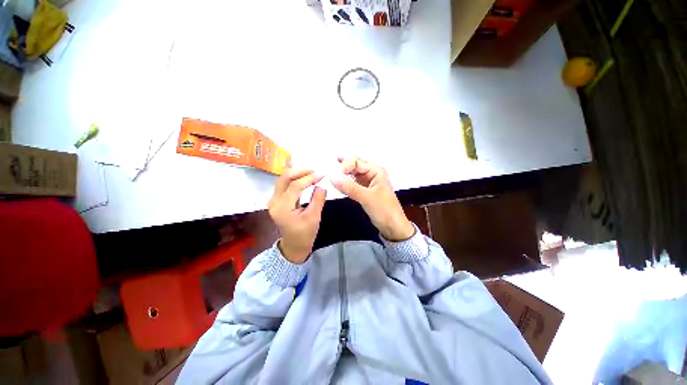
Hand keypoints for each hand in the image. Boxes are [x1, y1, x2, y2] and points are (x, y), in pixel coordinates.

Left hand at [268, 169, 326, 263]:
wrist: (294, 245)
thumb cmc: (305, 234)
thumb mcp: (314, 218)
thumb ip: (318, 200)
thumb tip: (321, 185)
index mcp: (282, 208)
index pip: (295, 186)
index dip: (309, 178)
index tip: (322, 175)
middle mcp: (274, 201)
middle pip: (284, 178)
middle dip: (300, 171)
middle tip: (315, 171)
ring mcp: (274, 200)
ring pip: (283, 179)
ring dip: (297, 174)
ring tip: (311, 173)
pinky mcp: (277, 200)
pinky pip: (284, 184)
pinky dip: (295, 179)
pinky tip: (305, 178)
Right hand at [332, 157, 414, 240]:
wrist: (393, 227)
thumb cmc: (385, 211)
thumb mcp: (367, 198)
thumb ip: (350, 187)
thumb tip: (332, 177)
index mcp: (376, 171)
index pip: (356, 162)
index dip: (344, 166)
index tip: (334, 175)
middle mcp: (372, 174)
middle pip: (354, 165)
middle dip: (343, 166)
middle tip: (329, 169)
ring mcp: (368, 182)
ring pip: (353, 174)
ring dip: (343, 173)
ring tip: (331, 173)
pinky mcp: (364, 191)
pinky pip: (353, 183)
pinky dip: (345, 182)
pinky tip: (339, 183)